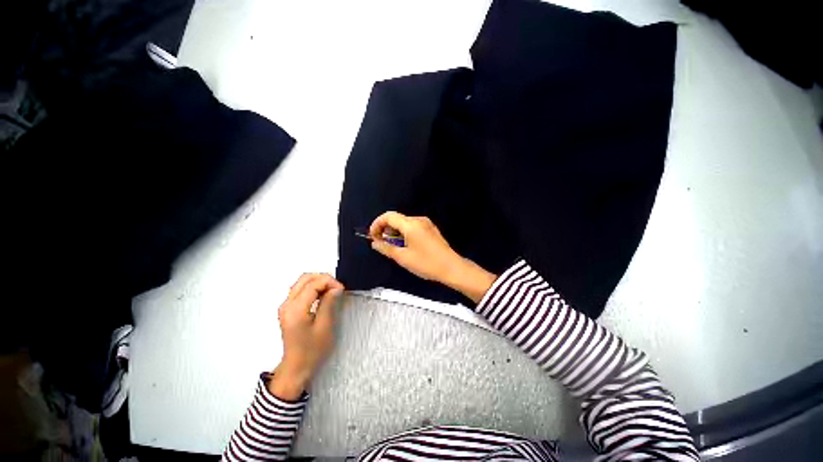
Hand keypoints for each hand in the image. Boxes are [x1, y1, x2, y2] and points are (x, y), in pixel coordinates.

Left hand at [269, 273, 343, 400]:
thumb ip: (329, 303)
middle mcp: (287, 303)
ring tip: (332, 292)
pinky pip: (301, 289)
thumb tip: (336, 287)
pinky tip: (323, 296)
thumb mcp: (325, 326)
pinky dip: (314, 287)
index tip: (342, 290)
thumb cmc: (312, 350)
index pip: (313, 283)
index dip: (330, 282)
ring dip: (319, 282)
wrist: (296, 367)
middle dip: (324, 279)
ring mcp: (285, 305)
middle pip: (305, 278)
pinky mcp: (288, 308)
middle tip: (337, 289)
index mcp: (295, 309)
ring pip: (302, 282)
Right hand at [369, 211, 495, 303]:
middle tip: (380, 243)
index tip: (372, 236)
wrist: (451, 267)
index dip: (377, 224)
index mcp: (411, 224)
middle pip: (396, 218)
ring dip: (394, 231)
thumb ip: (386, 248)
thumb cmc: (426, 263)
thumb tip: (374, 242)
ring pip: (404, 223)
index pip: (388, 216)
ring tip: (392, 246)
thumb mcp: (403, 258)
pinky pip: (413, 226)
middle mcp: (418, 220)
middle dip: (385, 228)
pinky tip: (404, 245)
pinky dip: (404, 233)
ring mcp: (426, 223)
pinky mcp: (430, 229)